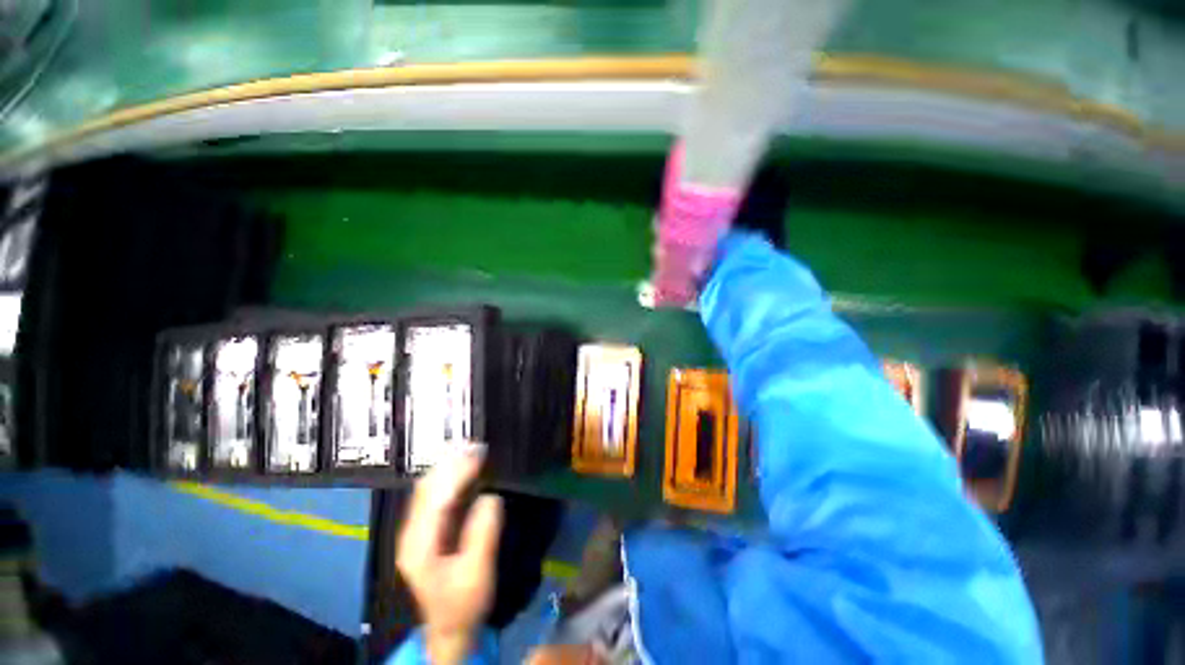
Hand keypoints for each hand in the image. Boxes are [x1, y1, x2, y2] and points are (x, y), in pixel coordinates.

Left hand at [397, 448, 503, 664]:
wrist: (449, 626)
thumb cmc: (463, 602)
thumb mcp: (477, 573)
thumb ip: (482, 534)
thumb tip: (491, 497)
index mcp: (419, 546)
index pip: (435, 499)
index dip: (456, 473)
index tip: (478, 454)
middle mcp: (412, 533)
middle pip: (427, 488)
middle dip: (450, 463)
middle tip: (477, 444)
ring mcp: (417, 530)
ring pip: (429, 488)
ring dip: (448, 466)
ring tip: (471, 448)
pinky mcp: (427, 529)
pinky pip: (436, 495)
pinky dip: (450, 477)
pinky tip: (464, 467)